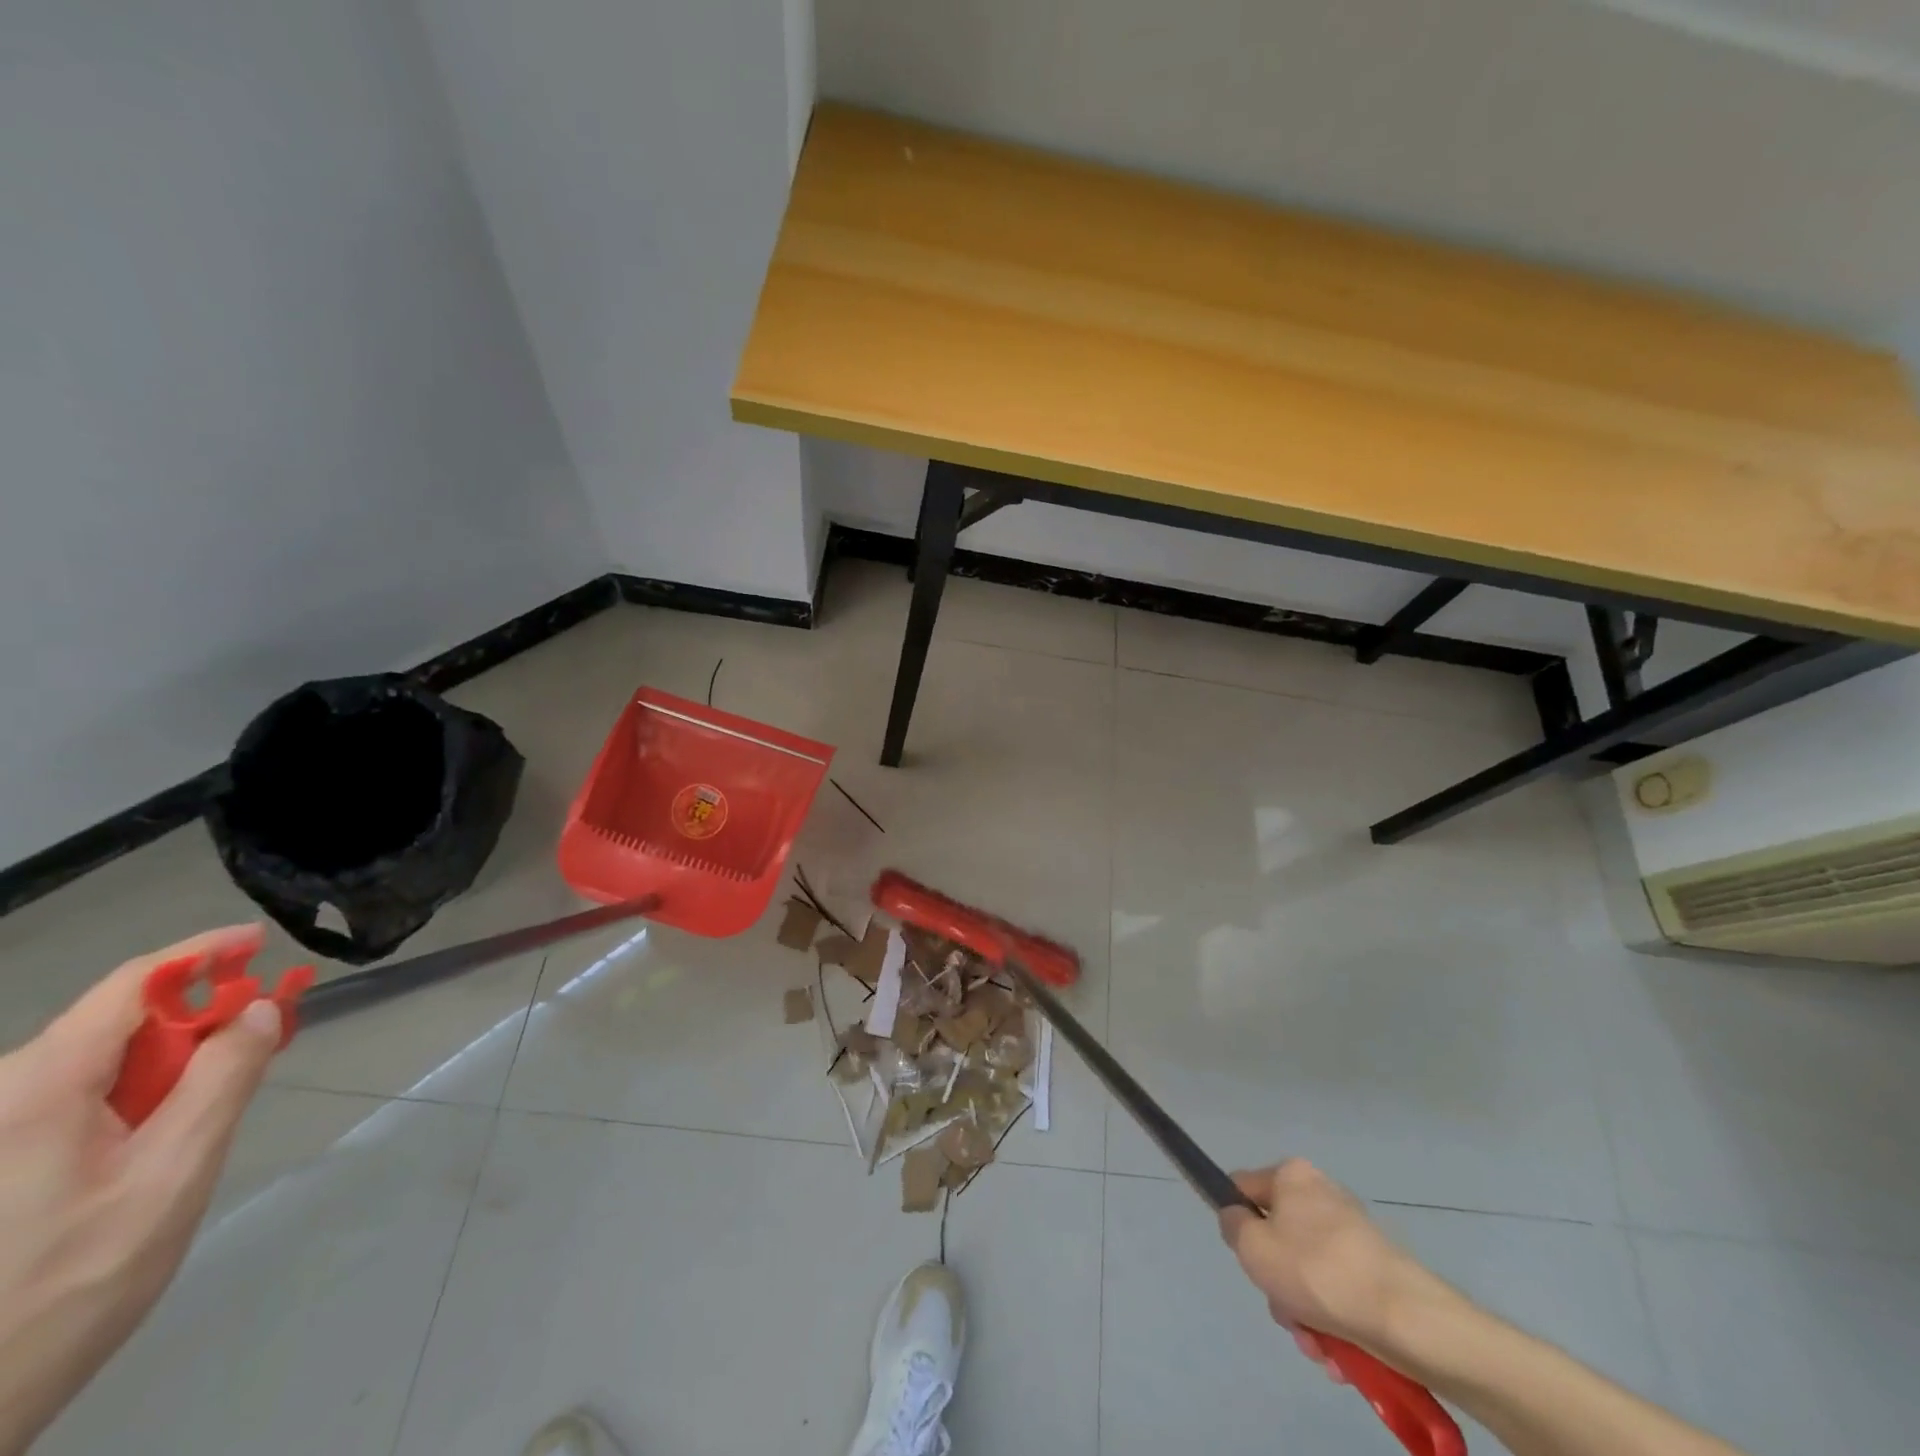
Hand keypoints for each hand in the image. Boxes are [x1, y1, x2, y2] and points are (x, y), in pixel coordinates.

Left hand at [0, 926, 283, 1455]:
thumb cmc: (73, 1278)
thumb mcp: (173, 1172)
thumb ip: (223, 1078)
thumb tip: (259, 1011)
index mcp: (37, 1088)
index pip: (130, 986)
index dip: (202, 953)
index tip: (260, 940)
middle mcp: (5, 1097)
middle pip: (117, 1024)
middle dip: (197, 1020)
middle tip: (264, 1037)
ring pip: (102, 1065)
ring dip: (171, 1065)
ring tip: (213, 1104)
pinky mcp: (1, 1159)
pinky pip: (79, 1099)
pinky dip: (139, 1095)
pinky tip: (161, 1135)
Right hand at [1218, 1159, 1452, 1376]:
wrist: (1406, 1319)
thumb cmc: (1317, 1271)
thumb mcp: (1253, 1247)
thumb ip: (1232, 1225)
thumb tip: (1237, 1219)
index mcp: (1291, 1176)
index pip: (1244, 1188)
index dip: (1236, 1221)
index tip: (1244, 1257)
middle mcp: (1321, 1195)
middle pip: (1278, 1240)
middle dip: (1278, 1286)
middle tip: (1286, 1312)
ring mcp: (1352, 1234)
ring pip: (1308, 1275)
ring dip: (1305, 1315)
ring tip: (1317, 1346)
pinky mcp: (1377, 1272)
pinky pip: (1338, 1294)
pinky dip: (1333, 1324)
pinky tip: (1338, 1354)